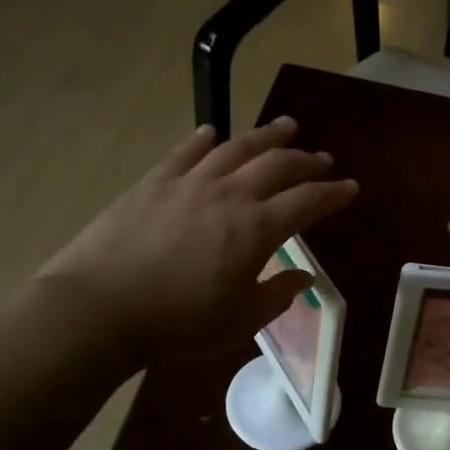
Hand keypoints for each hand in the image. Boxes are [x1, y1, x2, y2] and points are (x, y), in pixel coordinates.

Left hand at [36, 118, 357, 360]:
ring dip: (266, 136)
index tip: (351, 187)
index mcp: (257, 229)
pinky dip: (204, 140)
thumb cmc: (177, 324)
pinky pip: (185, 152)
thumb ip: (276, 296)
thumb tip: (302, 277)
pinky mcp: (153, 183)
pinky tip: (213, 133)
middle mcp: (230, 195)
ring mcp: (189, 183)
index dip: (333, 194)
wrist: (98, 309)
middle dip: (306, 160)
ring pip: (237, 148)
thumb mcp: (239, 321)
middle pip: (277, 166)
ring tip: (286, 126)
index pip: (307, 202)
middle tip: (322, 158)